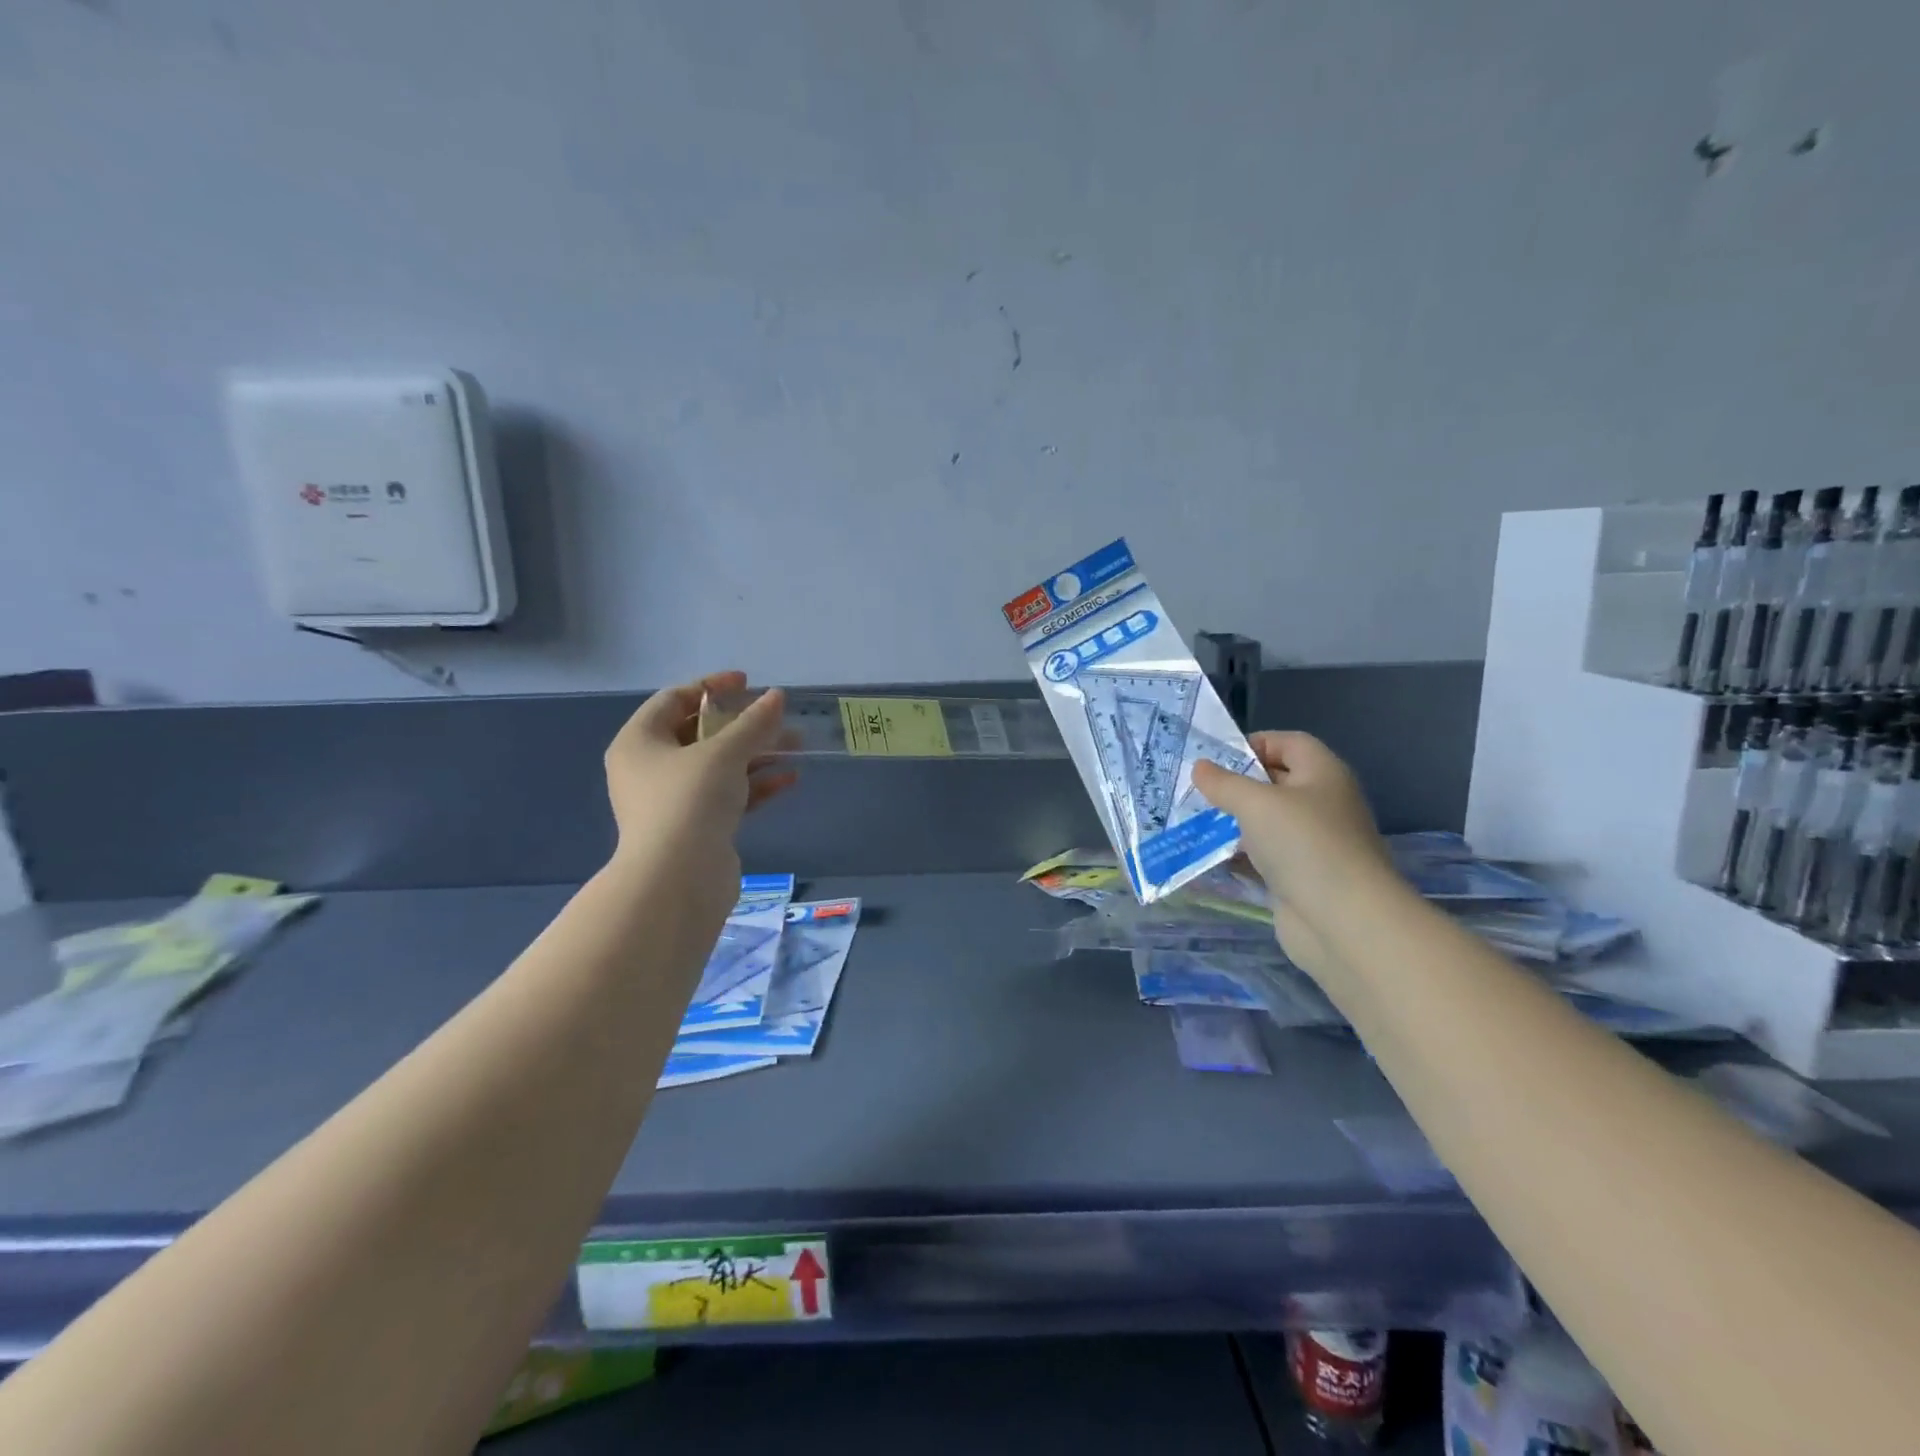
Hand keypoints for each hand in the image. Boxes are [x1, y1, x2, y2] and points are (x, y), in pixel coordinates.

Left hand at [603, 672, 797, 918]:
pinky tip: (789, 779)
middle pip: (700, 733)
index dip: (712, 686)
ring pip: (719, 766)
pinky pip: (727, 796)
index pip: (675, 699)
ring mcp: (672, 801)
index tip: (748, 683)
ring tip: (796, 745)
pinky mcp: (696, 828)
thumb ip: (753, 722)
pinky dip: (755, 785)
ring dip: (757, 754)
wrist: (678, 880)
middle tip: (778, 717)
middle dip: (743, 724)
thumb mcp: (724, 753)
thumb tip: (777, 697)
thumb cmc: (689, 801)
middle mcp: (650, 768)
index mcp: (640, 741)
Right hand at [1192, 732, 1395, 980]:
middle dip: (1236, 785)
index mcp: (1323, 774)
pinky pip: (1264, 855)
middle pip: (1275, 781)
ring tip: (1194, 820)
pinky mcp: (1300, 876)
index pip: (1289, 743)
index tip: (1215, 760)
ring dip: (1233, 821)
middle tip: (1195, 790)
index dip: (1254, 744)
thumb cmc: (1304, 845)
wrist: (1344, 921)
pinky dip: (1239, 854)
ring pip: (1267, 822)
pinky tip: (1210, 856)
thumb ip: (1224, 783)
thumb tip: (1200, 767)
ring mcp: (1313, 842)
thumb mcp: (1256, 804)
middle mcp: (1322, 803)